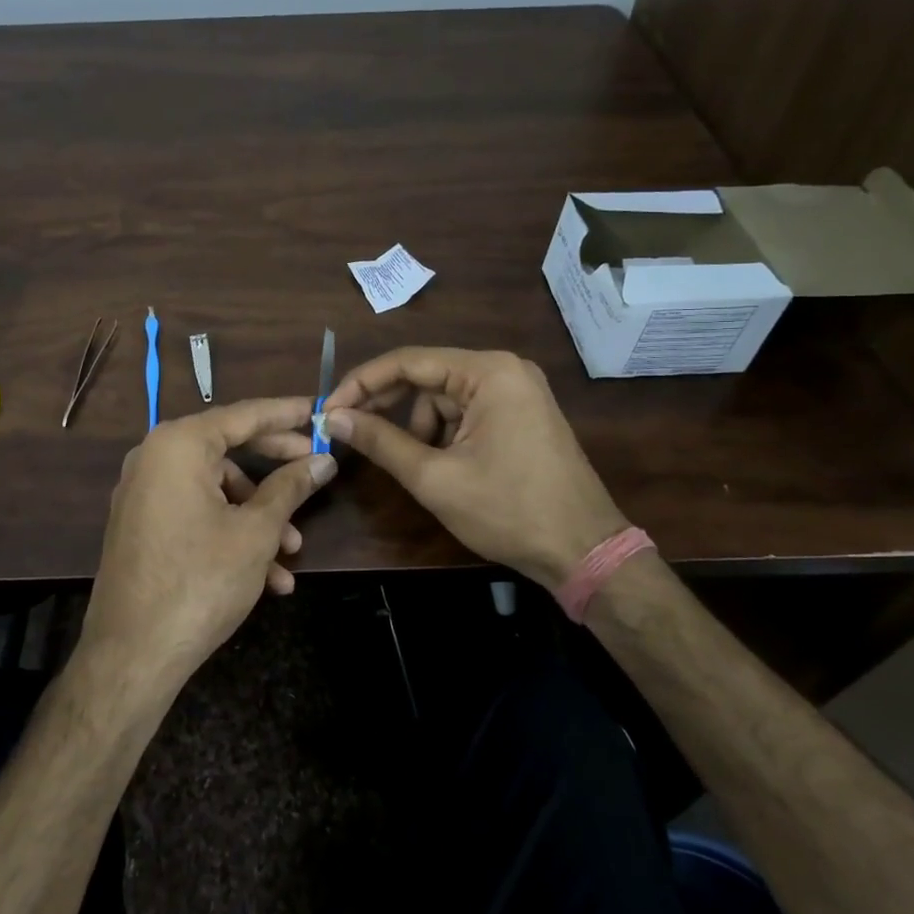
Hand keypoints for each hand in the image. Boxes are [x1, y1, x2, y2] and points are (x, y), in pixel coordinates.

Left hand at [81, 398, 336, 695]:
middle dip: (276, 468)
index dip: (286, 413)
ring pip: (216, 490)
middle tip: (315, 469)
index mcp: (179, 445)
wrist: (133, 654)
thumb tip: (323, 460)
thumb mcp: (256, 531)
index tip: (319, 410)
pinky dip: (230, 533)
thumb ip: (290, 487)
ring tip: (292, 552)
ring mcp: (144, 493)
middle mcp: (155, 458)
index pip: (243, 414)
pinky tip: (267, 577)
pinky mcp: (143, 526)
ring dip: (258, 516)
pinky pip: (195, 513)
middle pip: (228, 449)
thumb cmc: (201, 580)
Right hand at [324, 348, 625, 591]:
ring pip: (443, 398)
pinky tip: (442, 466)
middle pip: (426, 376)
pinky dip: (444, 435)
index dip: (362, 383)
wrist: (585, 552)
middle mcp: (504, 369)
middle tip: (348, 430)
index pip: (408, 361)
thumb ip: (380, 441)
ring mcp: (517, 391)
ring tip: (417, 467)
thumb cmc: (508, 511)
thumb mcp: (435, 478)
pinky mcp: (521, 414)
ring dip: (418, 427)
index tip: (328, 409)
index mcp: (488, 372)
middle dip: (387, 405)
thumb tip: (333, 417)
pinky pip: (466, 412)